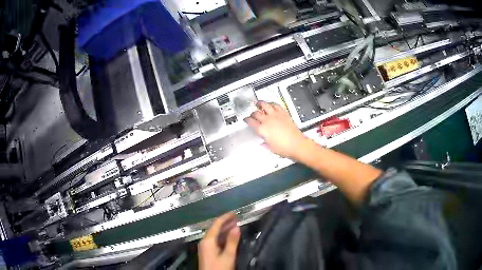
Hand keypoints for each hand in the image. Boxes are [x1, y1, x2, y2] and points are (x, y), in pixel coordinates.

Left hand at [198, 213, 240, 269]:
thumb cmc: (219, 268)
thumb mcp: (228, 255)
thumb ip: (232, 241)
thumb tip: (236, 227)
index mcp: (208, 240)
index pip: (216, 224)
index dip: (225, 217)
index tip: (235, 213)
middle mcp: (204, 241)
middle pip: (214, 228)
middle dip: (225, 223)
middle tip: (237, 218)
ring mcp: (205, 247)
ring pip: (215, 234)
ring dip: (224, 230)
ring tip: (235, 225)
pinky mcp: (207, 252)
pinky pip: (214, 240)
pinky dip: (222, 237)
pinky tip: (229, 237)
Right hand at [245, 101, 307, 158]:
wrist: (296, 144)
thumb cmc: (284, 148)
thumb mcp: (270, 148)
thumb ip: (264, 144)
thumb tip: (262, 143)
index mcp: (262, 129)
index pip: (250, 121)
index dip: (247, 120)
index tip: (246, 119)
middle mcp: (267, 121)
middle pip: (256, 113)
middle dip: (252, 113)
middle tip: (252, 114)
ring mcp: (275, 115)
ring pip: (265, 105)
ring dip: (260, 103)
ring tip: (258, 103)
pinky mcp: (283, 113)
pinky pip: (276, 105)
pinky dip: (272, 103)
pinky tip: (271, 104)